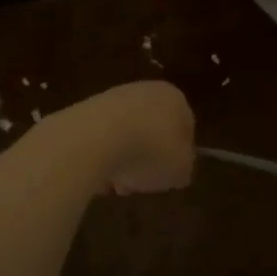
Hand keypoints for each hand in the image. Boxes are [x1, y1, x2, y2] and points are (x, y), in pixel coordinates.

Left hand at [50, 81, 195, 195]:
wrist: (97, 137)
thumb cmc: (150, 150)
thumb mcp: (181, 170)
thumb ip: (184, 167)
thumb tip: (178, 168)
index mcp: (175, 98)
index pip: (186, 126)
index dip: (182, 154)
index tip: (172, 175)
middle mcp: (148, 91)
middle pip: (154, 130)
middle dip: (150, 158)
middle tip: (145, 181)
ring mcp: (116, 98)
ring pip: (129, 135)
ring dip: (126, 160)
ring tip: (119, 184)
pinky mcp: (90, 110)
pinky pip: (105, 138)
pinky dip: (105, 156)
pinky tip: (101, 174)